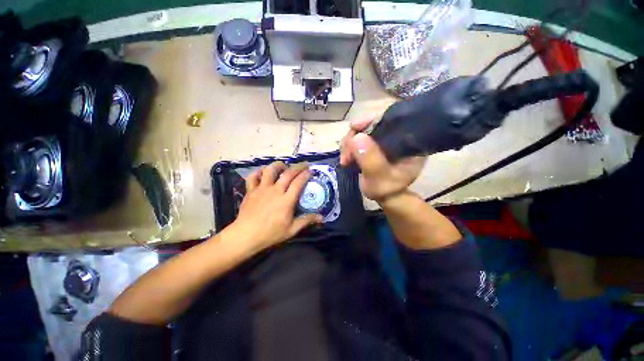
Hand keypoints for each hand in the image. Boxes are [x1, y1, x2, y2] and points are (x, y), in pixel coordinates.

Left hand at [229, 162, 322, 251]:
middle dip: (298, 167)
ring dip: (279, 165)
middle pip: (288, 173)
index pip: (298, 182)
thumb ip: (307, 221)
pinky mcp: (251, 190)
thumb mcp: (292, 229)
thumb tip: (322, 218)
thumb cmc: (270, 234)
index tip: (311, 171)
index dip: (306, 175)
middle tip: (304, 165)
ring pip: (270, 170)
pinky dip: (259, 172)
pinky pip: (253, 176)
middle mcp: (275, 190)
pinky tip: (263, 173)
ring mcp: (262, 189)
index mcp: (286, 200)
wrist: (246, 236)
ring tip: (284, 167)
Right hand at [340, 116, 426, 201]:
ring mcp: (385, 138)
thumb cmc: (386, 189)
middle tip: (346, 155)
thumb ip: (370, 160)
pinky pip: (359, 137)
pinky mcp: (375, 143)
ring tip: (345, 160)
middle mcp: (398, 135)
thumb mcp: (379, 179)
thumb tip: (357, 137)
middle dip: (355, 136)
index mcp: (408, 141)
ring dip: (349, 143)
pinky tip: (347, 157)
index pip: (391, 119)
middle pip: (373, 122)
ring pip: (363, 130)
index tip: (354, 127)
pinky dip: (350, 146)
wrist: (387, 196)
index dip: (371, 119)